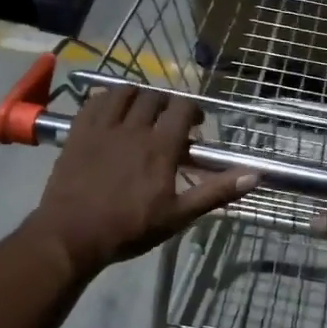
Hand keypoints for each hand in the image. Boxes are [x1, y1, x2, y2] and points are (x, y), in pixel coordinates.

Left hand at [27, 86, 256, 277]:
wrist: (72, 235)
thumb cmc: (129, 228)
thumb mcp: (178, 215)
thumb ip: (215, 192)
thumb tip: (254, 175)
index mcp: (160, 146)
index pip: (182, 107)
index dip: (192, 109)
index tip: (196, 125)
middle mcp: (133, 128)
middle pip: (155, 96)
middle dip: (167, 104)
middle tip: (170, 122)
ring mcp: (102, 127)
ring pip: (124, 92)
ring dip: (138, 97)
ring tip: (141, 113)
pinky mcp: (78, 131)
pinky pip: (95, 100)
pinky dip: (108, 99)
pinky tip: (111, 113)